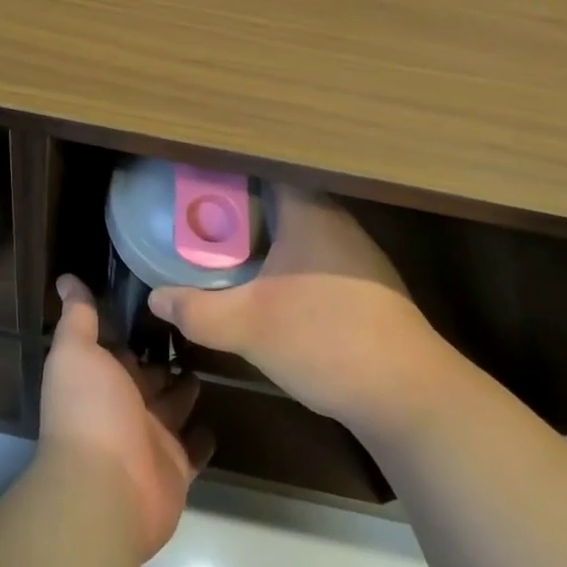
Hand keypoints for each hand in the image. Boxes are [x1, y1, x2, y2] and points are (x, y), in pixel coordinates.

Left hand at [39, 275, 212, 560]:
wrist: (107, 488)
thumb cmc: (90, 409)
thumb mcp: (77, 352)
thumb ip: (78, 316)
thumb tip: (66, 278)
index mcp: (100, 376)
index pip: (120, 344)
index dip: (135, 323)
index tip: (163, 295)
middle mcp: (124, 404)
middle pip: (150, 373)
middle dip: (167, 353)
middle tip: (198, 324)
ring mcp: (152, 437)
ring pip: (174, 405)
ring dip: (187, 388)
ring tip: (213, 356)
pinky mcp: (177, 466)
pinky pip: (194, 448)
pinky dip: (203, 436)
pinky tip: (218, 417)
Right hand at [148, 187, 446, 433]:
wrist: (411, 397)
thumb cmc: (325, 340)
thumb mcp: (248, 326)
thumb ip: (197, 309)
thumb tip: (156, 298)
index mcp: (309, 211)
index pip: (264, 169)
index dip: (229, 172)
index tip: (197, 182)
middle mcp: (336, 221)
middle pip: (280, 199)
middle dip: (241, 208)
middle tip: (202, 221)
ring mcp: (358, 254)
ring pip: (300, 230)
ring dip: (267, 239)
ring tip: (228, 252)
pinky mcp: (370, 286)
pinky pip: (317, 257)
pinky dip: (290, 263)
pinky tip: (272, 289)